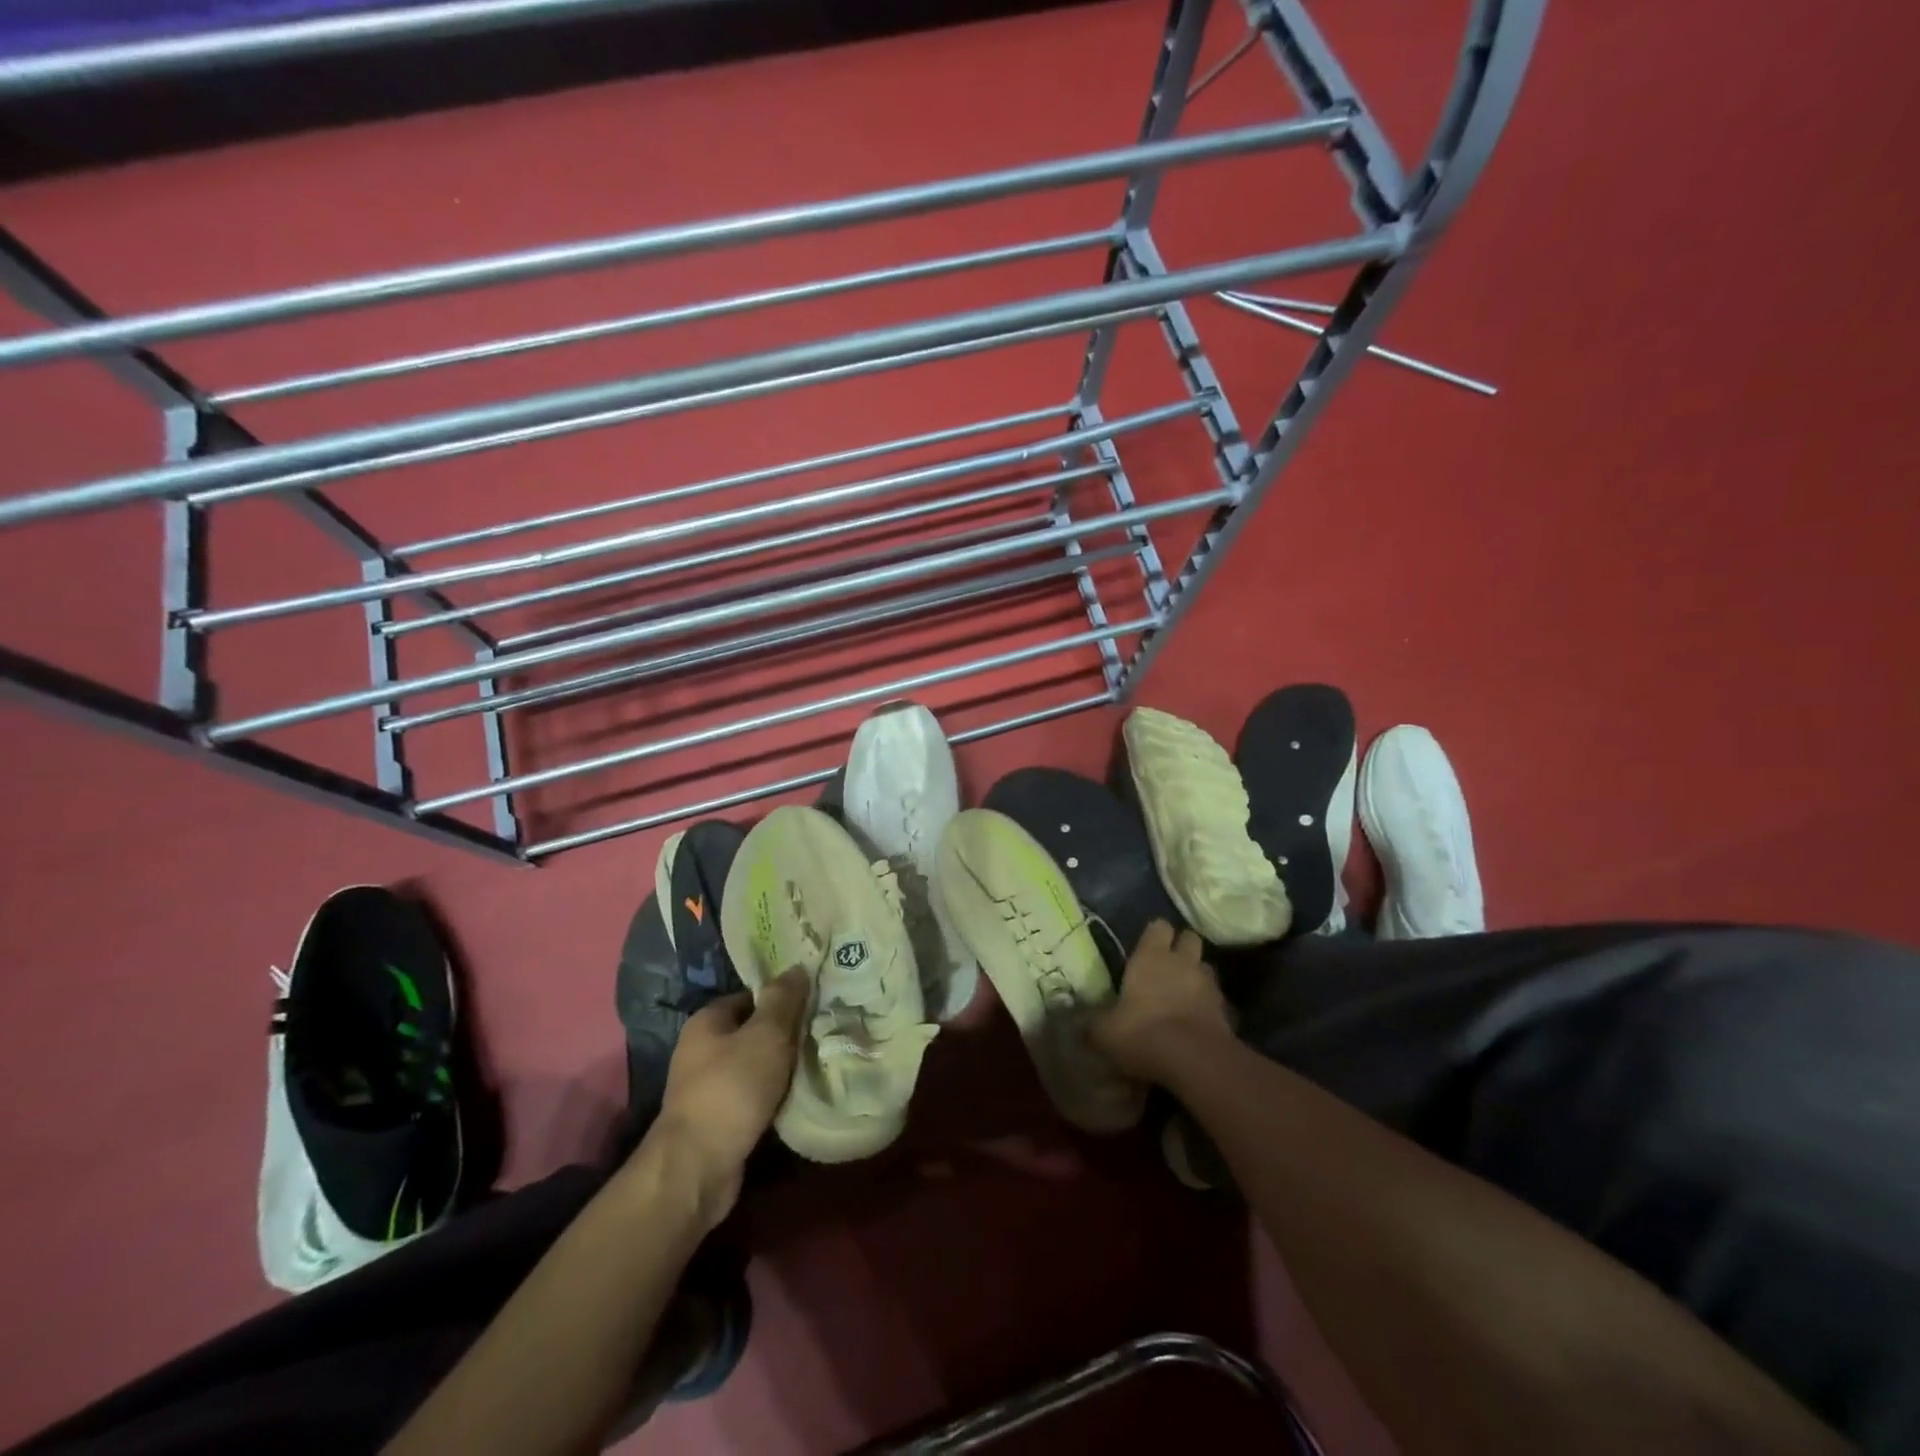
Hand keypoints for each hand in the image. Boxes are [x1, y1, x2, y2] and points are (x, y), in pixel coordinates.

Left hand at [645, 966, 810, 1222]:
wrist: (698, 1168)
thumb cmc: (731, 1089)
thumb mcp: (765, 1035)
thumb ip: (783, 1000)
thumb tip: (798, 967)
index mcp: (706, 1022)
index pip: (750, 996)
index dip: (781, 996)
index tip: (814, 999)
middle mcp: (702, 1050)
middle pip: (753, 1031)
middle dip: (786, 1032)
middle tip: (823, 1028)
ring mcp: (708, 1087)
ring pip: (756, 1065)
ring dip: (783, 1066)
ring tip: (820, 1058)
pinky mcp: (720, 1120)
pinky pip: (755, 1095)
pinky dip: (776, 1094)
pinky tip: (802, 1093)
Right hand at [1090, 920, 1233, 1086]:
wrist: (1196, 1061)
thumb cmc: (1143, 1033)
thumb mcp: (1106, 1032)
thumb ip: (1093, 1024)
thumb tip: (1077, 1023)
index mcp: (1151, 957)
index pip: (1159, 926)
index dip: (1155, 934)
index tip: (1146, 946)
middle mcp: (1183, 962)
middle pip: (1190, 939)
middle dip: (1182, 948)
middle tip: (1168, 966)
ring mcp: (1208, 985)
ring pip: (1205, 967)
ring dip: (1196, 976)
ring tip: (1183, 994)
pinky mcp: (1227, 1011)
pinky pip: (1217, 1000)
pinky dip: (1208, 1006)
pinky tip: (1196, 1022)